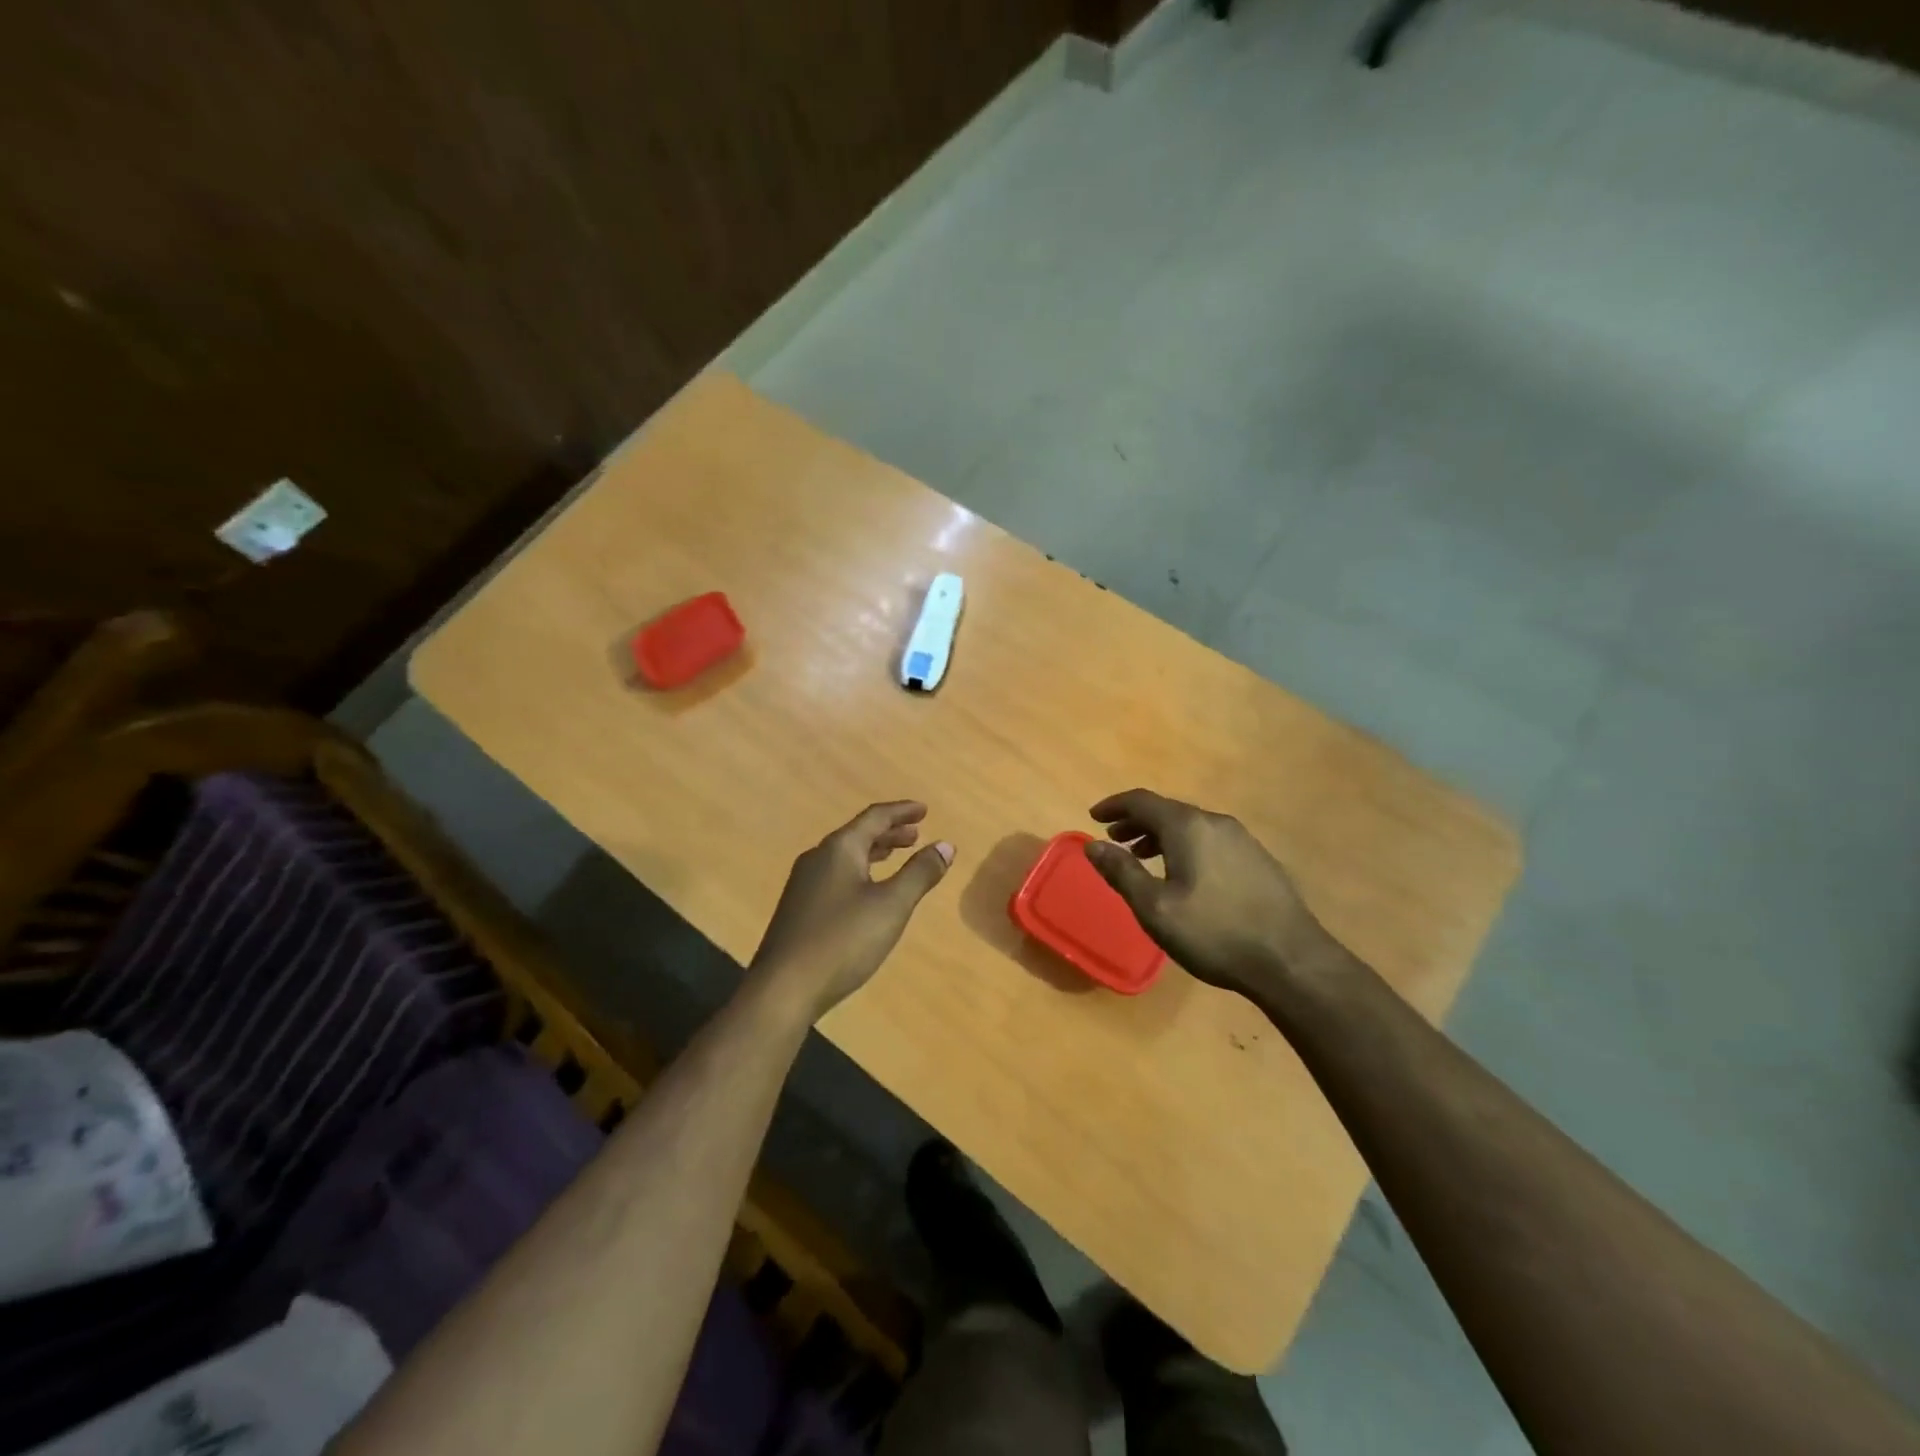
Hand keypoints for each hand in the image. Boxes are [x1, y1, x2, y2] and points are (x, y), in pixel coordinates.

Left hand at [750, 801, 954, 1018]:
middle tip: (916, 834)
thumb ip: (920, 873)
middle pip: (858, 834)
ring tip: (897, 857)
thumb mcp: (891, 905)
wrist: (783, 988)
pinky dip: (860, 872)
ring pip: (846, 856)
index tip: (924, 810)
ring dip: (874, 852)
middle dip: (889, 832)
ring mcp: (804, 884)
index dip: (902, 811)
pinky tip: (868, 893)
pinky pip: (836, 876)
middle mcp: (818, 858)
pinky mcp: (799, 909)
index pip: (875, 817)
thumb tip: (946, 845)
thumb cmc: (842, 940)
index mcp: (839, 849)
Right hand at [1083, 788, 1337, 997]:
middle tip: (1114, 838)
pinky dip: (1186, 846)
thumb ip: (1121, 872)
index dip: (1114, 806)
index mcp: (1188, 826)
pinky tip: (1184, 874)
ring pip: (1191, 826)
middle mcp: (1215, 823)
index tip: (1093, 817)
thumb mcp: (1155, 908)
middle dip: (1136, 821)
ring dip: (1161, 835)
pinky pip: (1210, 840)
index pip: (1141, 801)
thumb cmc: (1213, 932)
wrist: (1291, 961)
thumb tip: (1092, 845)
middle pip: (1167, 810)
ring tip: (1143, 856)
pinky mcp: (1258, 859)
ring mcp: (1242, 840)